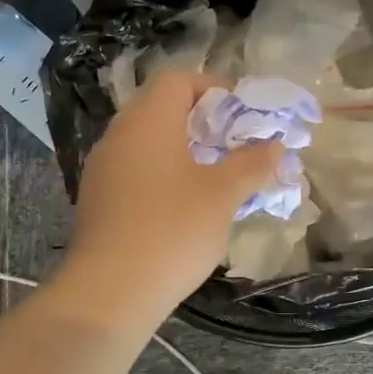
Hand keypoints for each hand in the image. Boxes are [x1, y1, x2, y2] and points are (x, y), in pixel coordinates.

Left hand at [55, 71, 283, 324]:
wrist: (109, 292)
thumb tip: (275, 146)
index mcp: (148, 121)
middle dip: (201, 120)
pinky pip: (134, 169)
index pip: (178, 80)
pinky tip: (184, 204)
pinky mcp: (97, 199)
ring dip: (181, 148)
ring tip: (214, 174)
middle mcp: (119, 134)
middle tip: (233, 144)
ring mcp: (103, 168)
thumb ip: (252, 164)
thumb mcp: (222, 195)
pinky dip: (161, 172)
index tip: (242, 113)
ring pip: (147, 140)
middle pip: (160, 107)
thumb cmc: (172, 230)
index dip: (213, 88)